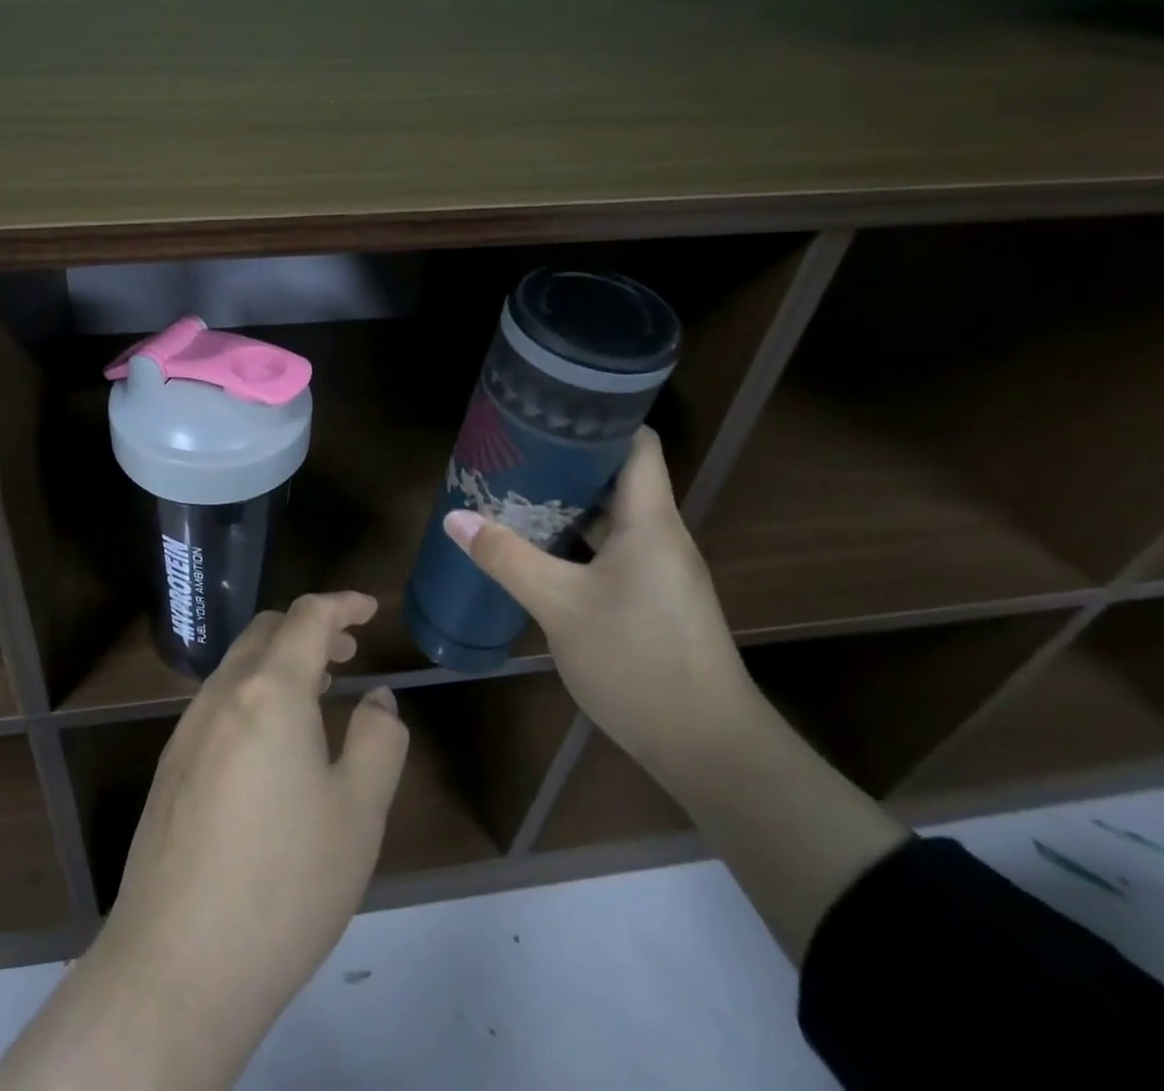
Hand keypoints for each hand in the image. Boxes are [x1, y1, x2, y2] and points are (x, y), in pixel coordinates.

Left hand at [103, 593, 408, 1072]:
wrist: (178, 963)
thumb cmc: (285, 882)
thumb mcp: (358, 814)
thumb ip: (378, 740)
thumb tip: (378, 698)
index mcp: (270, 691)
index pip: (307, 617)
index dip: (341, 603)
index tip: (369, 609)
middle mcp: (222, 695)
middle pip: (266, 632)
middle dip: (309, 628)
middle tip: (348, 650)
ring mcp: (188, 728)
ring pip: (239, 666)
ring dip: (280, 661)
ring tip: (318, 689)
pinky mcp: (171, 765)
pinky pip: (219, 702)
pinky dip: (255, 692)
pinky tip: (273, 741)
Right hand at [443, 426, 757, 780]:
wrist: (709, 749)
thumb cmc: (637, 661)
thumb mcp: (559, 605)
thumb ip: (506, 557)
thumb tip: (455, 517)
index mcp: (649, 520)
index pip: (637, 443)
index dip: (598, 421)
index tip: (546, 414)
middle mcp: (660, 536)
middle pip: (616, 478)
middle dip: (564, 463)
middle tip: (510, 455)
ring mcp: (659, 570)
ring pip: (610, 519)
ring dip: (565, 507)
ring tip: (512, 494)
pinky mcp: (653, 600)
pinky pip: (612, 552)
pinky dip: (575, 542)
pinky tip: (536, 551)